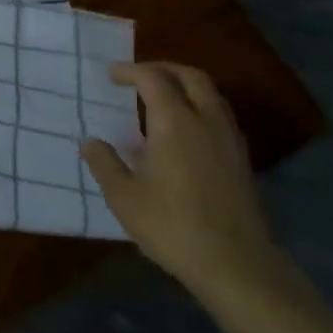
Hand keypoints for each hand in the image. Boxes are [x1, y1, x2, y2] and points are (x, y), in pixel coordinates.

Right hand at [81, 62, 291, 308]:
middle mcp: (205, 121)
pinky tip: (188, 131)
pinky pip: (221, 116)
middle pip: (191, 76)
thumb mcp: (124, 198)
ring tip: (164, 98)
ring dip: (186, 86)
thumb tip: (90, 142)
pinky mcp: (242, 160)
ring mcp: (229, 139)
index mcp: (174, 122)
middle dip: (164, 68)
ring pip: (212, 94)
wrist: (236, 263)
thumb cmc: (172, 226)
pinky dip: (202, 108)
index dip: (130, 71)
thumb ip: (105, 164)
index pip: (152, 78)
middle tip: (140, 76)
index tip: (111, 75)